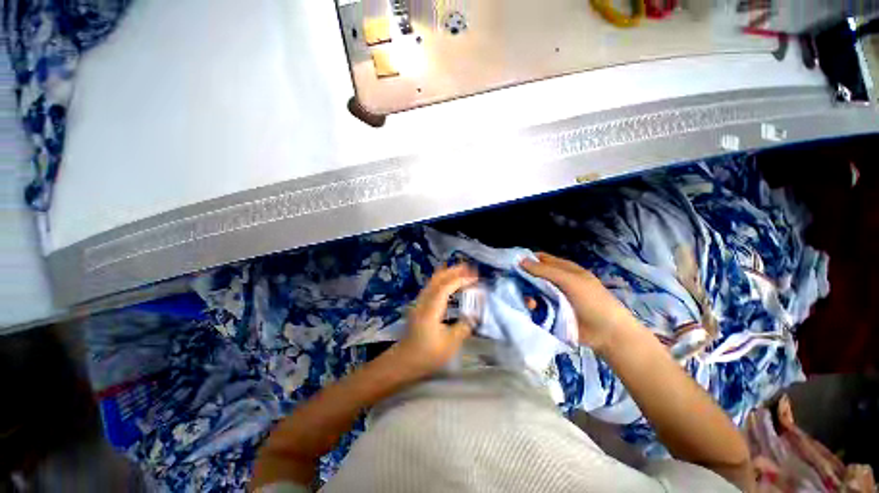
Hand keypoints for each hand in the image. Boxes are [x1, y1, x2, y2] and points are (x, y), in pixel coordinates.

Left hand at [395, 264, 477, 375]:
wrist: (405, 360)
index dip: (461, 280)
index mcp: (431, 309)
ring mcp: (420, 301)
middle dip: (454, 270)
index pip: (446, 287)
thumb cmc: (428, 354)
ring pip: (433, 280)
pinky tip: (449, 281)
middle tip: (470, 267)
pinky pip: (432, 285)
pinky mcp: (420, 304)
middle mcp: (424, 301)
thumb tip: (475, 314)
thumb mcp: (450, 344)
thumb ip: (464, 326)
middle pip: (438, 278)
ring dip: (448, 273)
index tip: (476, 278)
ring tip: (462, 270)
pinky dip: (442, 279)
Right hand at [521, 252, 640, 354]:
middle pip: (534, 275)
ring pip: (532, 290)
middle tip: (514, 283)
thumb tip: (520, 260)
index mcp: (563, 269)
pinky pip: (535, 304)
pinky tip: (532, 308)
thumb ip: (545, 270)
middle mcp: (556, 281)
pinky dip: (531, 305)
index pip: (541, 259)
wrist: (606, 333)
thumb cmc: (591, 300)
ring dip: (528, 293)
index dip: (527, 259)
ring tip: (530, 301)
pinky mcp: (550, 311)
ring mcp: (552, 296)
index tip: (511, 263)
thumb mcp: (569, 280)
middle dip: (524, 278)